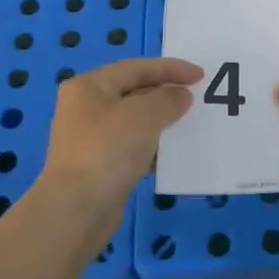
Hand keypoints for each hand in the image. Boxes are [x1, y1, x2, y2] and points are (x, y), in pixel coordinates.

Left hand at [38, 58, 200, 235]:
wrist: (77, 210)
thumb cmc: (108, 150)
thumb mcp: (143, 115)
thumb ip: (167, 99)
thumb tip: (180, 96)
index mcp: (89, 86)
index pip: (136, 68)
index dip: (170, 68)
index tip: (201, 75)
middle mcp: (86, 107)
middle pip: (134, 92)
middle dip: (166, 93)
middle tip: (197, 98)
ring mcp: (91, 138)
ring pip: (135, 121)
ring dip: (162, 121)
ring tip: (190, 124)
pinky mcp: (100, 165)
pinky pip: (133, 146)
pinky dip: (153, 146)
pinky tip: (173, 153)